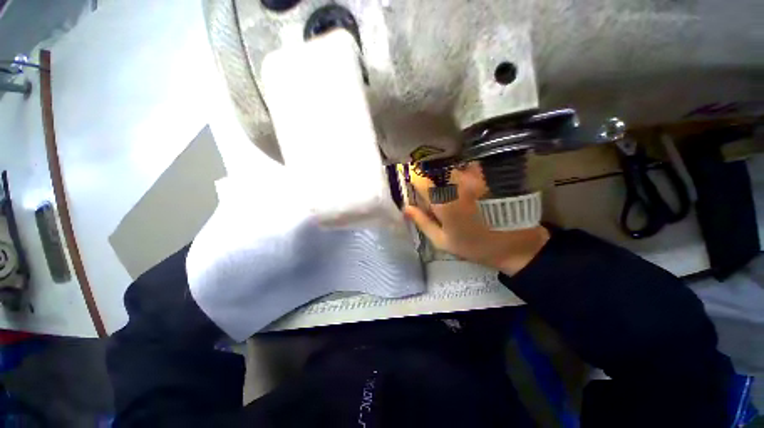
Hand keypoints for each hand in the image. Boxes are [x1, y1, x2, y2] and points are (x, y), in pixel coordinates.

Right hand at [404, 162, 549, 274]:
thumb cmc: (475, 246)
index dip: (413, 177)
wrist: (515, 245)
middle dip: (428, 172)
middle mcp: (457, 183)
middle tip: (430, 184)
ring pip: (451, 163)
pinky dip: (461, 168)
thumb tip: (406, 208)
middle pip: (434, 165)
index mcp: (443, 201)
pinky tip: (463, 179)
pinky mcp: (489, 175)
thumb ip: (422, 222)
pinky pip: (468, 164)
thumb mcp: (443, 241)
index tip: (414, 183)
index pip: (420, 177)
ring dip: (444, 169)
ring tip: (446, 181)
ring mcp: (475, 177)